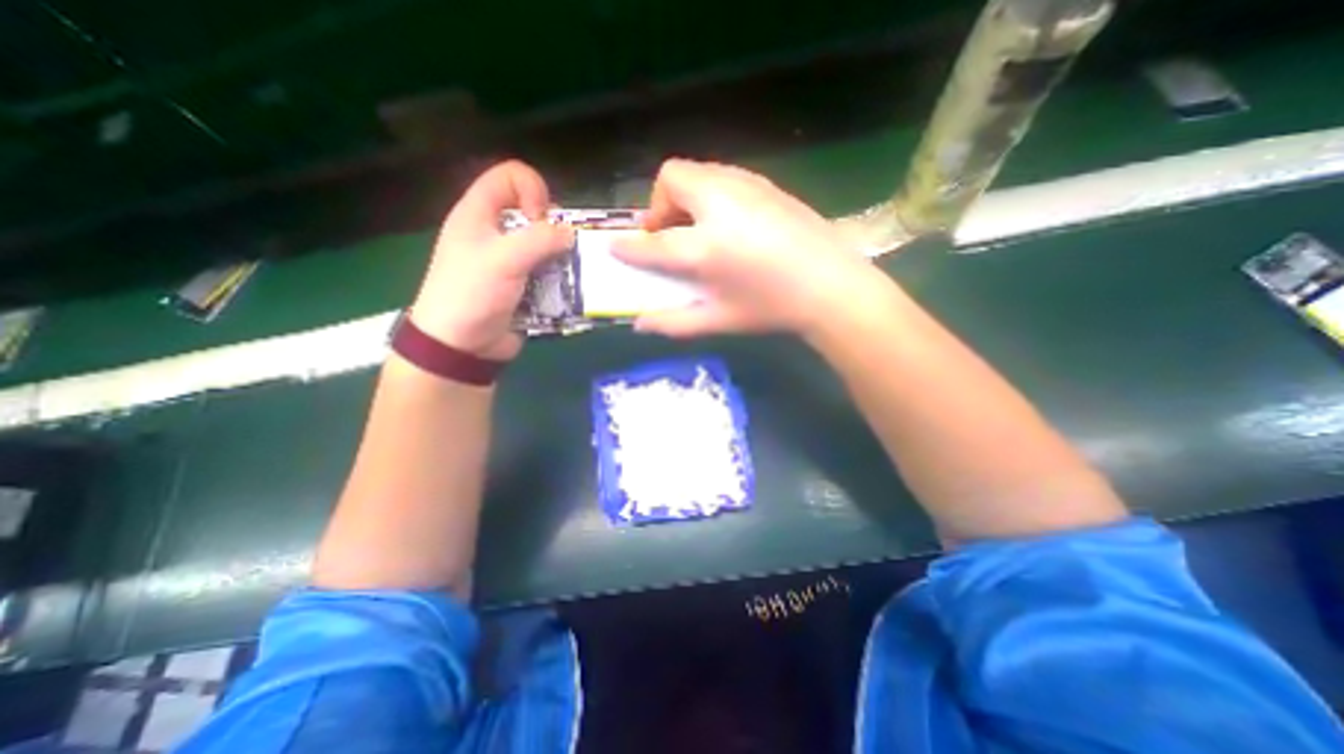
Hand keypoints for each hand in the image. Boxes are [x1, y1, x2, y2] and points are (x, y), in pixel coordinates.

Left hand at [414, 160, 575, 362]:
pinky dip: (562, 278)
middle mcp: (496, 232)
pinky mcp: (524, 285)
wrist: (461, 345)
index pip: (510, 176)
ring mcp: (511, 261)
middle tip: (562, 250)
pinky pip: (549, 272)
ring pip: (546, 245)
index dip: (533, 189)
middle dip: (555, 228)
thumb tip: (571, 234)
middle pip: (534, 212)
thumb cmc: (472, 293)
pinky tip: (569, 289)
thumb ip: (540, 240)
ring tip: (572, 272)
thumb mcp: (503, 259)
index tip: (542, 219)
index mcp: (479, 213)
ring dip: (563, 257)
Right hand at [612, 160, 890, 337]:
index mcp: (707, 247)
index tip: (616, 248)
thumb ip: (674, 322)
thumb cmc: (772, 308)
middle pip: (672, 178)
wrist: (832, 286)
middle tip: (670, 235)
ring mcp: (746, 188)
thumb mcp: (720, 320)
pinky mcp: (765, 183)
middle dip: (660, 205)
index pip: (654, 243)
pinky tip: (727, 222)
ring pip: (698, 171)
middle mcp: (721, 205)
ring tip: (698, 229)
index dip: (630, 247)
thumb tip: (639, 324)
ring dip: (685, 197)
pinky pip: (723, 175)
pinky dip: (710, 193)